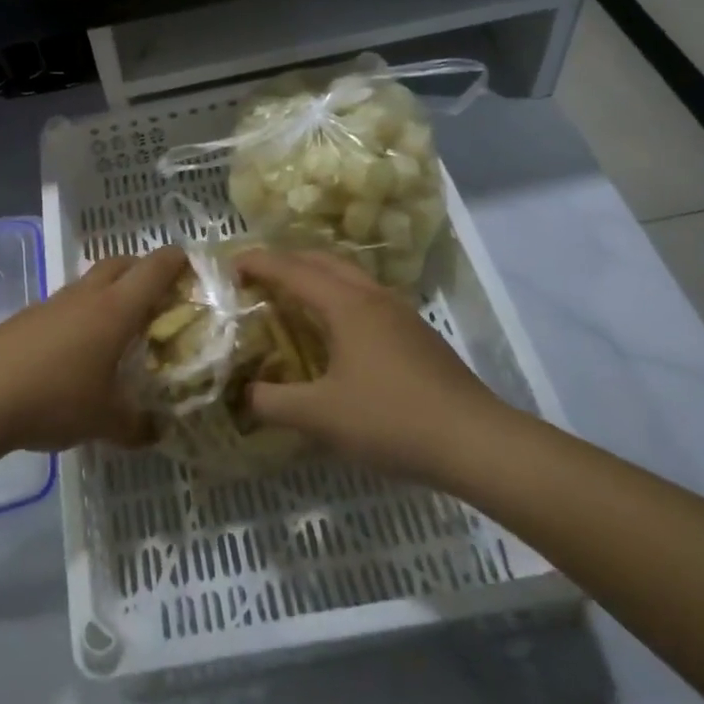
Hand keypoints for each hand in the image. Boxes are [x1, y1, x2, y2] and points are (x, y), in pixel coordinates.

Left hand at [0, 246, 187, 455]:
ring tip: (118, 328)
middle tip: (159, 295)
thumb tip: (156, 431)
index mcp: (115, 310)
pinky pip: (64, 305)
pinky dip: (80, 315)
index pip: (154, 269)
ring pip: (89, 283)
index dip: (177, 262)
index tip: (193, 268)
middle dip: (143, 270)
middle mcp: (85, 296)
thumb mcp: (104, 421)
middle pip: (120, 263)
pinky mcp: (25, 318)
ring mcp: (51, 304)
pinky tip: (76, 350)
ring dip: (109, 292)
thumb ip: (136, 425)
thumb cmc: (54, 399)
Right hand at [234, 248, 517, 481]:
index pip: (292, 270)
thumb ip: (273, 402)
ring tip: (291, 299)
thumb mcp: (320, 416)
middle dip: (286, 261)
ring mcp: (400, 314)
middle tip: (256, 278)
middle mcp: (373, 298)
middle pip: (323, 261)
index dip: (258, 263)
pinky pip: (366, 300)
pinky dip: (338, 299)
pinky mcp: (416, 335)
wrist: (475, 442)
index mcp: (347, 305)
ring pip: (350, 278)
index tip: (228, 264)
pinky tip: (335, 333)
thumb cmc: (391, 420)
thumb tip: (245, 394)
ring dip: (316, 278)